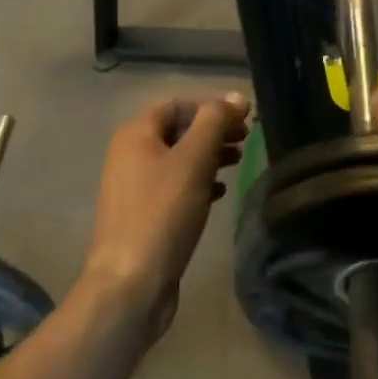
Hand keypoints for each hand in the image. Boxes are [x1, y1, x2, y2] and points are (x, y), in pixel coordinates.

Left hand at [80, 94, 250, 334]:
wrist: (131, 281)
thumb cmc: (162, 213)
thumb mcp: (192, 161)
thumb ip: (214, 123)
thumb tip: (235, 97)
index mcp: (136, 134)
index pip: (178, 105)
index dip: (212, 107)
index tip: (245, 119)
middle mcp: (130, 154)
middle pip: (178, 131)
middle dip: (213, 132)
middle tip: (247, 140)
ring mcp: (135, 186)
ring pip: (178, 160)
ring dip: (209, 156)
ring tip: (238, 163)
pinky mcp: (144, 214)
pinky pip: (174, 187)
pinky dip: (198, 183)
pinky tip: (220, 193)